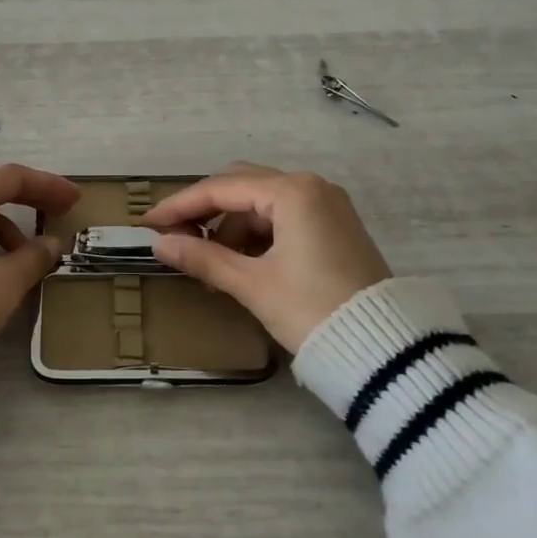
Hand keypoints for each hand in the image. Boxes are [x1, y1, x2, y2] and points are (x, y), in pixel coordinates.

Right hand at [142, 162, 391, 352]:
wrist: (387, 351)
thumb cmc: (312, 310)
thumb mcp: (252, 285)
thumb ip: (203, 258)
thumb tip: (161, 244)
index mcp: (292, 191)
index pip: (221, 188)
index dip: (180, 205)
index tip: (149, 223)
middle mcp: (312, 186)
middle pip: (241, 186)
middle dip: (206, 212)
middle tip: (177, 239)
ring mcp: (327, 205)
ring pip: (262, 204)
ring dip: (231, 228)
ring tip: (213, 268)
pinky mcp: (335, 226)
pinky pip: (284, 218)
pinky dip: (257, 236)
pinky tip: (243, 266)